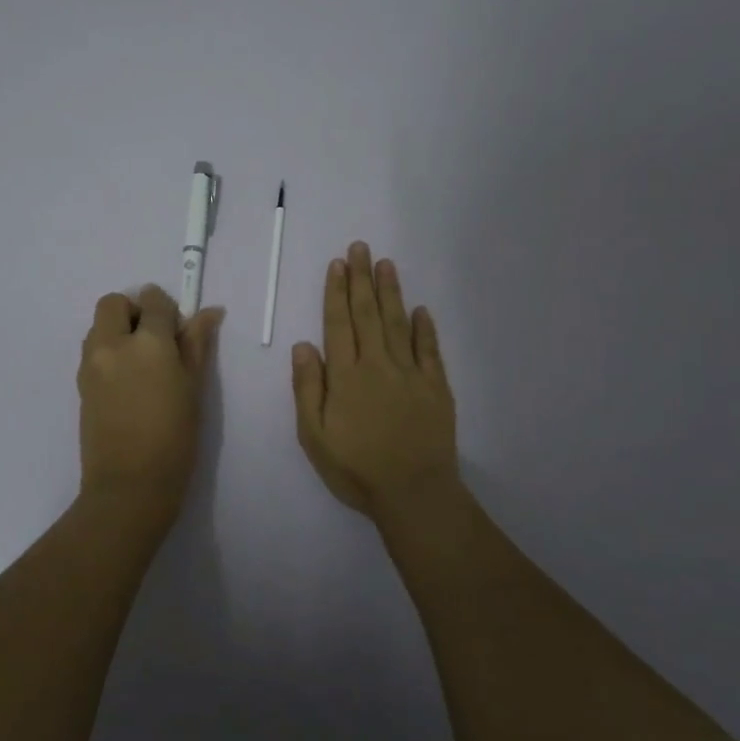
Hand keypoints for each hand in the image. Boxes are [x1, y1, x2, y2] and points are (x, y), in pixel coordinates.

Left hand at [77, 285, 223, 523]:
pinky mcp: (80, 384)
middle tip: (155, 341)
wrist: (130, 486)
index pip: (154, 301)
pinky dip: (108, 352)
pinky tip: (127, 383)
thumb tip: (209, 312)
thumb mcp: (194, 388)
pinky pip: (92, 351)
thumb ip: (197, 344)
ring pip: (98, 325)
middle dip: (134, 311)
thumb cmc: (174, 438)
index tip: (178, 329)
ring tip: (140, 365)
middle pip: (113, 303)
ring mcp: (91, 364)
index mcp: (147, 343)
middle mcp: (112, 344)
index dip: (167, 308)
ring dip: (117, 330)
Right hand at [292, 242, 459, 522]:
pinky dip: (425, 328)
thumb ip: (308, 388)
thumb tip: (303, 344)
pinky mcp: (436, 387)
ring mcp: (410, 374)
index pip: (338, 323)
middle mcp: (377, 364)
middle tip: (361, 247)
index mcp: (346, 375)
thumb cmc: (356, 468)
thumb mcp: (314, 435)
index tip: (338, 264)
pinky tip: (421, 309)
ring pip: (398, 323)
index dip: (336, 292)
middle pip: (368, 314)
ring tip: (386, 264)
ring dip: (390, 292)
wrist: (414, 493)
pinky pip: (430, 350)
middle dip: (362, 279)